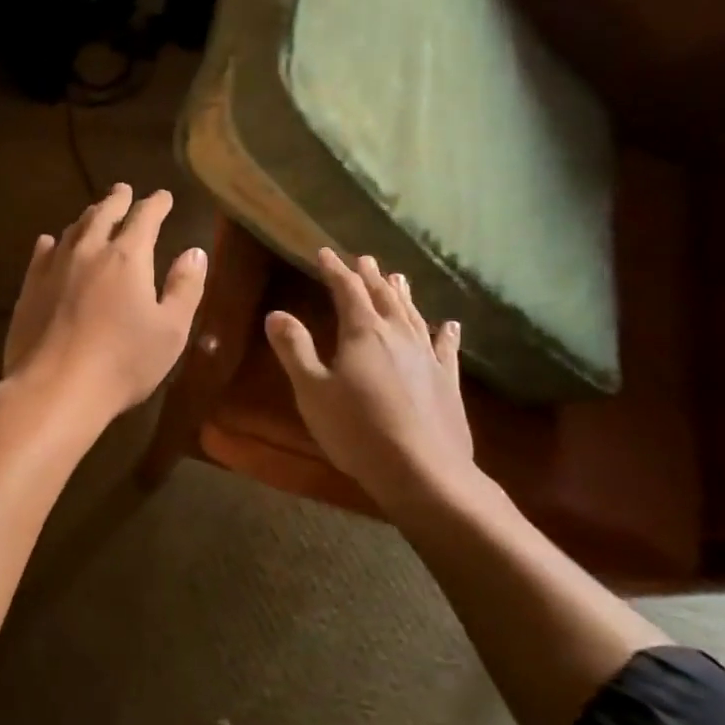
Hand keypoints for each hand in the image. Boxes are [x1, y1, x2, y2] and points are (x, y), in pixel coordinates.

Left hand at [3, 184, 207, 422]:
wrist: (55, 387)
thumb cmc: (123, 362)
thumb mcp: (171, 330)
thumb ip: (185, 288)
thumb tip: (194, 252)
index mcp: (128, 257)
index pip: (145, 217)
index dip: (156, 204)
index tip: (163, 196)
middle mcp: (89, 251)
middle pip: (103, 214)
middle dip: (117, 200)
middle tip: (124, 190)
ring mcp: (54, 268)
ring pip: (73, 230)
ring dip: (87, 217)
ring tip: (94, 213)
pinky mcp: (30, 288)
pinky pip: (42, 253)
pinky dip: (53, 242)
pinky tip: (51, 243)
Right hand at [265, 249, 483, 515]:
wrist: (423, 471)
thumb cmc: (357, 430)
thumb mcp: (312, 390)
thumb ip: (295, 349)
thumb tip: (276, 314)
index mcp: (362, 333)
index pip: (347, 290)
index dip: (335, 270)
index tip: (324, 253)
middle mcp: (398, 335)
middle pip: (383, 297)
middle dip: (370, 277)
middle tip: (364, 259)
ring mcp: (427, 357)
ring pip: (413, 315)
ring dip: (403, 295)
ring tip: (398, 277)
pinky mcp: (448, 381)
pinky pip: (446, 348)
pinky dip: (445, 333)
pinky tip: (449, 324)